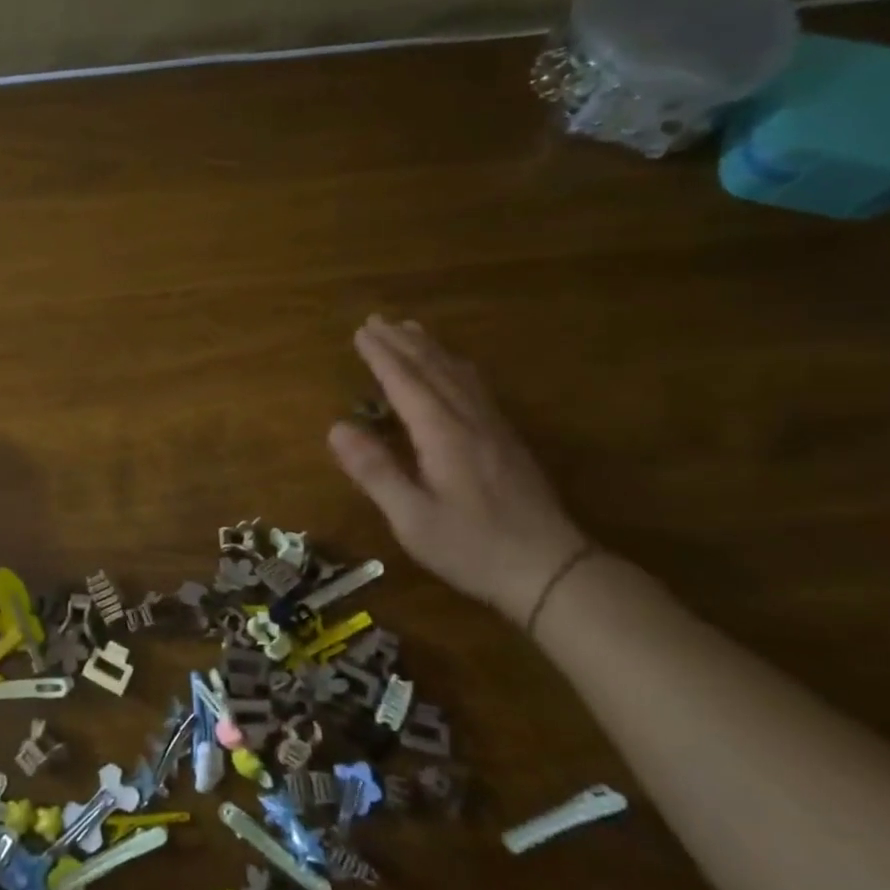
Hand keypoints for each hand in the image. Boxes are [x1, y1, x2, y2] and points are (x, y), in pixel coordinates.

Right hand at [327, 316, 588, 626]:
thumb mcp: (412, 518)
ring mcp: (494, 428)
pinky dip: (456, 365)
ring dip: (430, 348)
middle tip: (376, 319)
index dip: (382, 356)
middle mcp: (470, 421)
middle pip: (433, 369)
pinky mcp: (507, 440)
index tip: (361, 332)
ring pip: (458, 374)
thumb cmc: (472, 548)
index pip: (406, 384)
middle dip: (402, 343)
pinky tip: (454, 366)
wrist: (552, 570)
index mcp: (443, 435)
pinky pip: (476, 386)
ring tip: (410, 328)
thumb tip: (336, 428)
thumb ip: (375, 471)